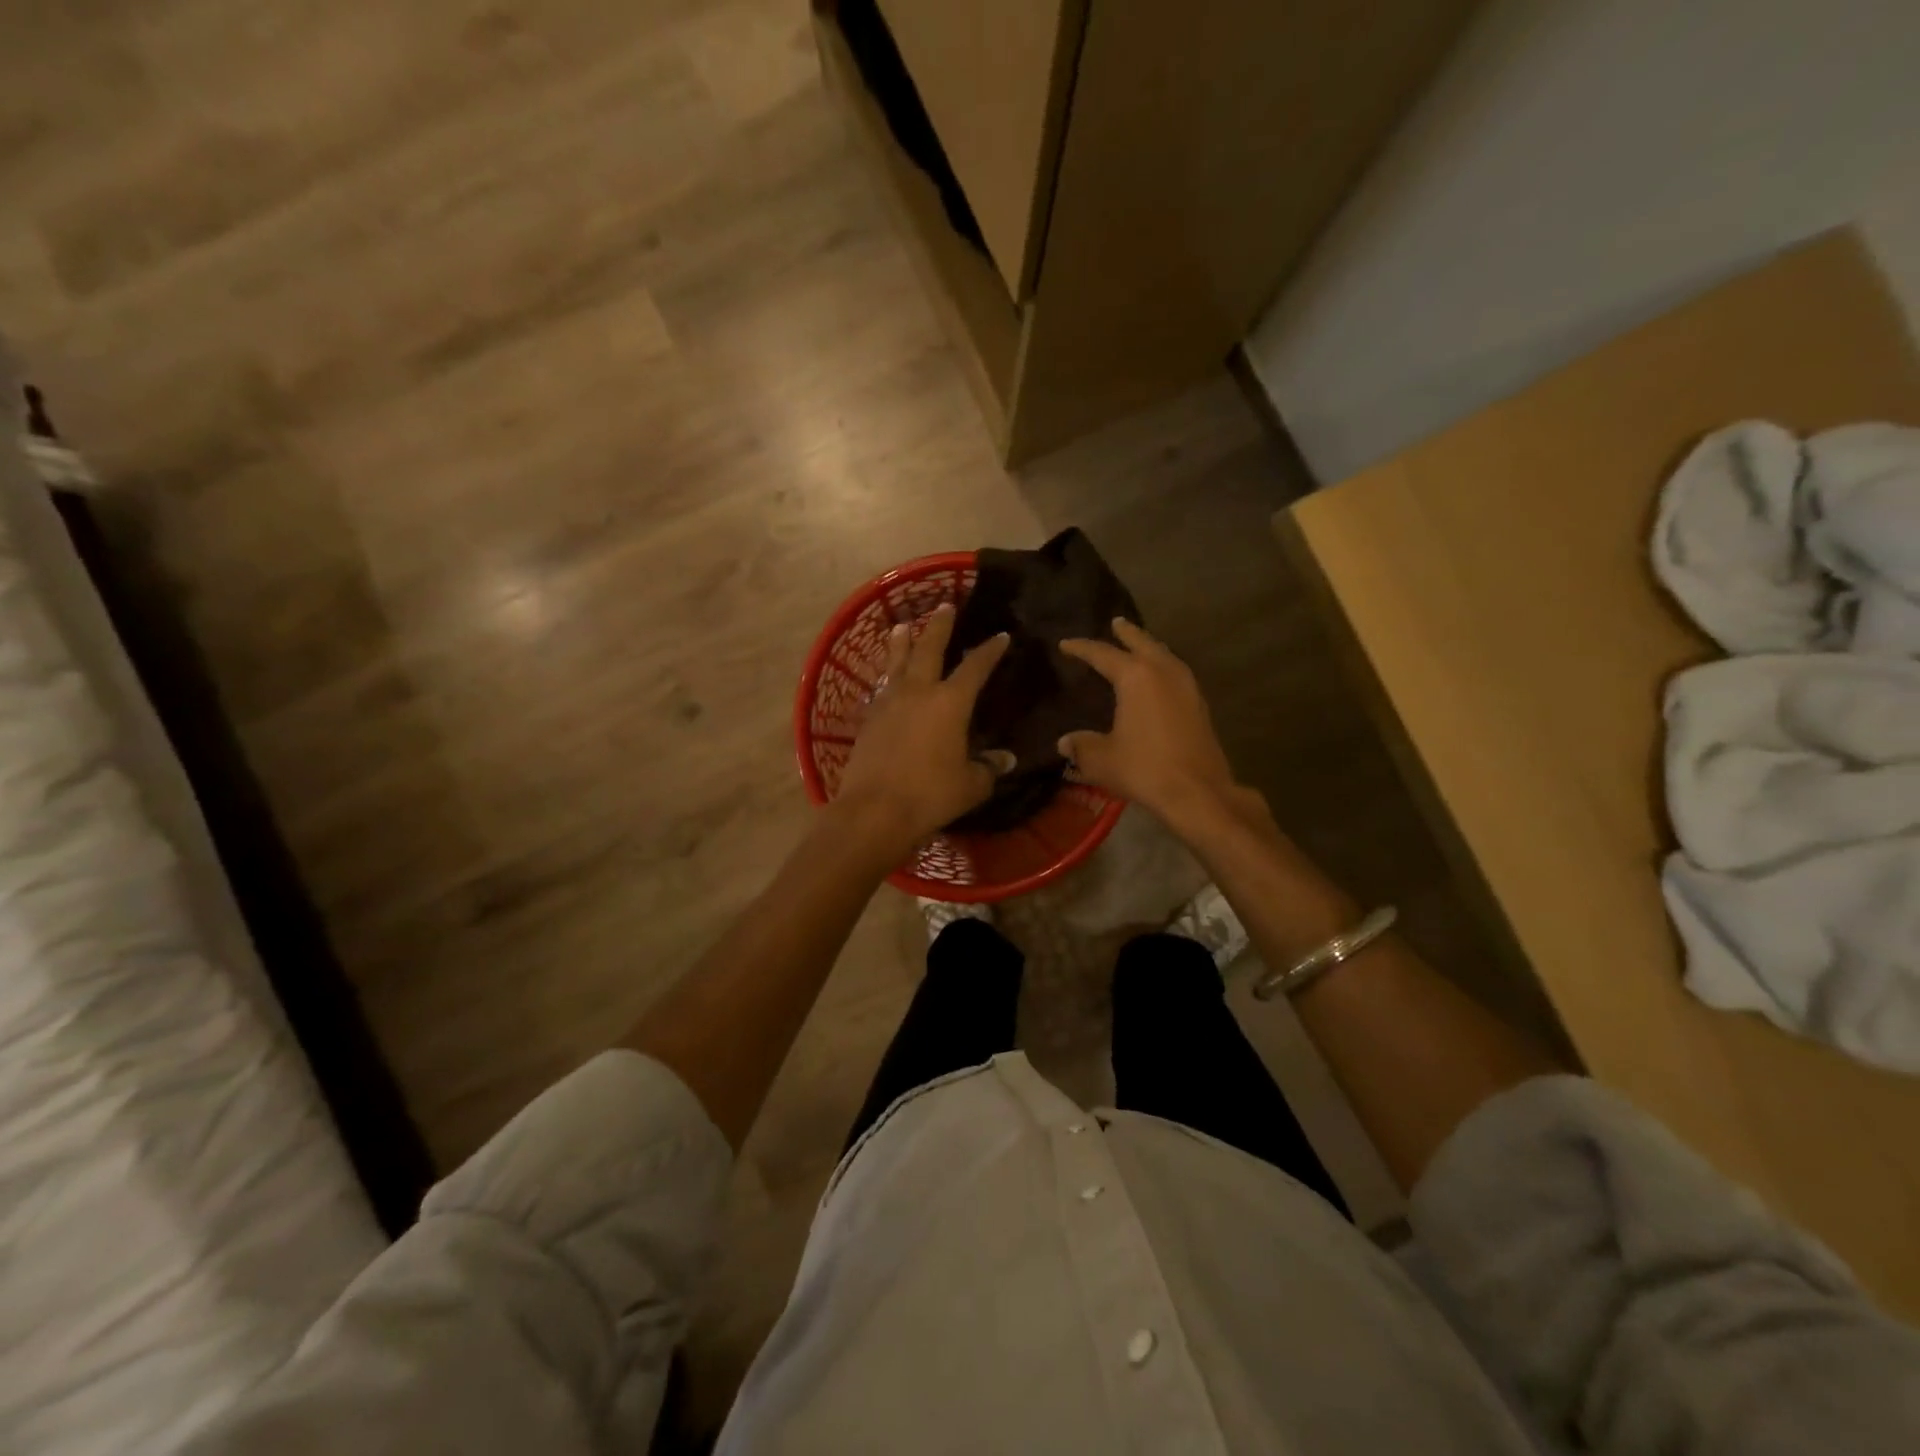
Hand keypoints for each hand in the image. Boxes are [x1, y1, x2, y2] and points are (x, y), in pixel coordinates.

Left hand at [833, 603, 1009, 852]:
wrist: (874, 811)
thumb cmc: (930, 796)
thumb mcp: (971, 785)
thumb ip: (989, 769)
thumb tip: (1005, 760)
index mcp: (950, 703)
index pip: (975, 667)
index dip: (989, 650)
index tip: (1000, 635)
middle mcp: (918, 692)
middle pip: (929, 648)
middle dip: (939, 626)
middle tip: (944, 605)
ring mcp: (888, 703)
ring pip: (896, 662)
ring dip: (902, 642)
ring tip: (902, 626)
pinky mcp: (868, 720)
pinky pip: (881, 688)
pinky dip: (887, 677)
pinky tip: (886, 679)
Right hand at [1058, 619, 1238, 824]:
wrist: (1197, 792)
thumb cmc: (1144, 768)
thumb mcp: (1101, 759)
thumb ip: (1081, 746)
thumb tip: (1064, 742)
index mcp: (1135, 677)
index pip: (1103, 654)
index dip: (1082, 648)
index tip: (1065, 644)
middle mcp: (1163, 672)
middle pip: (1143, 643)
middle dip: (1127, 633)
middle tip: (1116, 622)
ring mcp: (1186, 687)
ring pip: (1165, 655)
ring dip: (1150, 647)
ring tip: (1139, 646)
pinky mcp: (1199, 705)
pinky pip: (1177, 672)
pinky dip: (1164, 666)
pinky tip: (1160, 678)